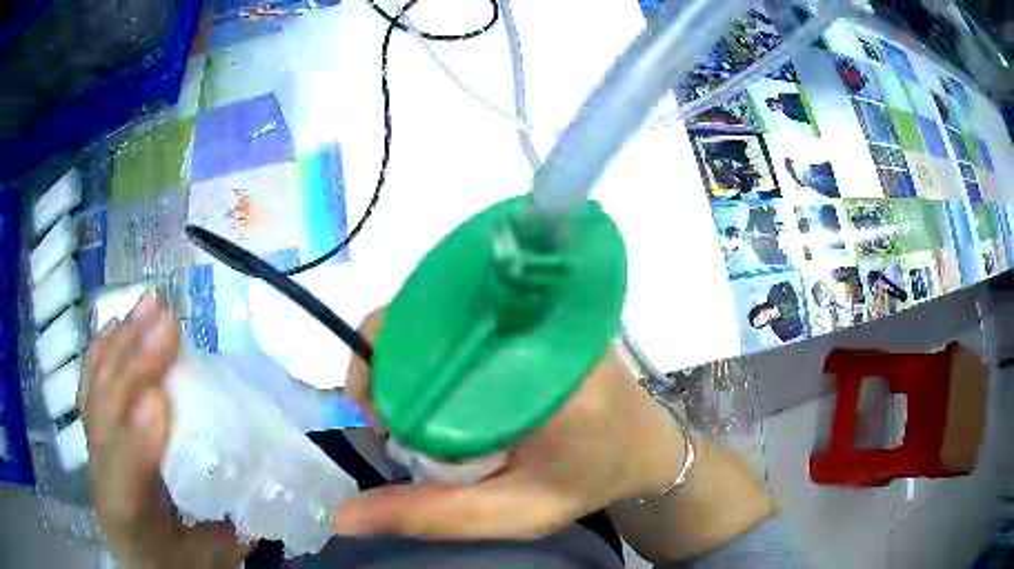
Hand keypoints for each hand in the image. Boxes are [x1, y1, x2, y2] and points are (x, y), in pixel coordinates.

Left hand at [80, 292, 252, 568]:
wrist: (141, 559)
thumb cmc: (179, 561)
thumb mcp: (213, 560)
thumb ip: (231, 528)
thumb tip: (260, 480)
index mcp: (128, 521)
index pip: (123, 483)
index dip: (136, 442)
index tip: (160, 400)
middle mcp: (99, 478)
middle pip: (104, 418)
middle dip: (132, 369)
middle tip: (167, 322)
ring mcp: (91, 449)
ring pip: (96, 391)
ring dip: (120, 345)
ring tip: (149, 305)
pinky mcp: (94, 430)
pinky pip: (92, 382)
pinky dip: (103, 349)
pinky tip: (118, 321)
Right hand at [337, 308, 685, 539]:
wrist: (645, 440)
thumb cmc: (589, 480)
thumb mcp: (515, 514)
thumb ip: (432, 517)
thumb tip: (344, 516)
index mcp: (550, 380)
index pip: (436, 343)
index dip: (383, 370)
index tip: (381, 423)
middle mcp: (547, 324)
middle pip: (430, 312)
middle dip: (388, 362)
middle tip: (392, 419)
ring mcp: (545, 303)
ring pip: (442, 304)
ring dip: (409, 348)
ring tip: (412, 403)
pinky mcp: (540, 299)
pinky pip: (464, 305)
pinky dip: (434, 336)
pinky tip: (437, 378)